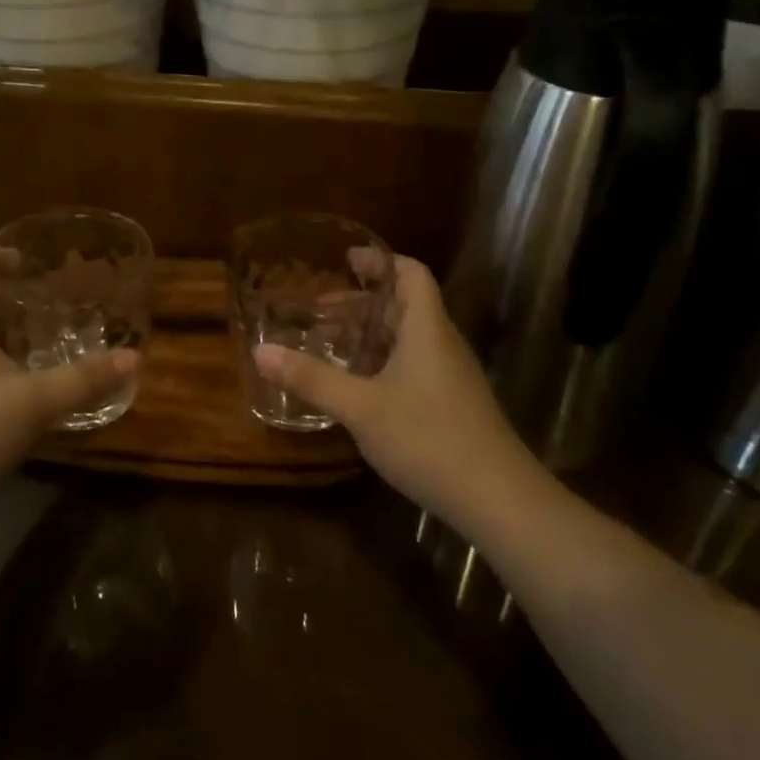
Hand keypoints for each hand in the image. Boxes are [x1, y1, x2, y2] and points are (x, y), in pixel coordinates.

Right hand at [252, 257, 534, 523]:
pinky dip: (382, 362)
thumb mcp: (361, 408)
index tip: (345, 260)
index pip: (411, 273)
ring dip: (371, 335)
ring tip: (330, 345)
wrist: (498, 499)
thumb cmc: (428, 438)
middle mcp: (442, 343)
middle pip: (405, 305)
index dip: (380, 261)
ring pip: (408, 338)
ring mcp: (450, 375)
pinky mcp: (451, 403)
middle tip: (319, 310)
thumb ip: (312, 379)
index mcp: (426, 329)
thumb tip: (261, 353)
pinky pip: (413, 365)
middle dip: (362, 303)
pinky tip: (358, 387)